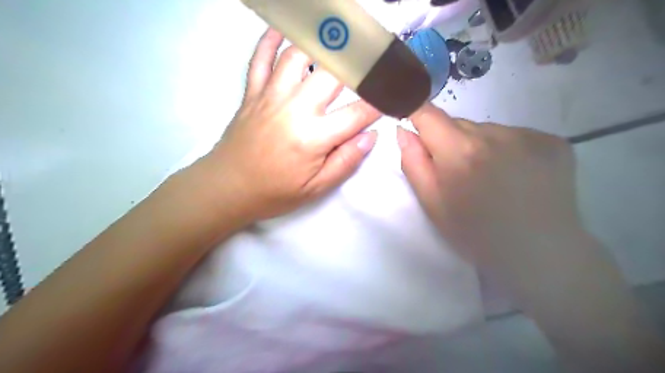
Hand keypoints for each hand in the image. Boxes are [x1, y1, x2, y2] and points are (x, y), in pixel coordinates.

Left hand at [196, 29, 378, 220]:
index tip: (395, 92)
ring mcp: (270, 96)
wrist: (228, 188)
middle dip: (359, 62)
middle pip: (332, 73)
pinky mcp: (252, 92)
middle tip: (374, 55)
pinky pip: (260, 58)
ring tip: (339, 39)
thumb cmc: (275, 191)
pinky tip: (283, 29)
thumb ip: (345, 161)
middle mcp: (295, 108)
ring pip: (297, 55)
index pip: (358, 113)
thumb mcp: (315, 188)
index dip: (381, 101)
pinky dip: (271, 39)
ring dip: (320, 44)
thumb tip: (370, 136)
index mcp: (313, 137)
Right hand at [397, 102, 664, 372]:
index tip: (415, 126)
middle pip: (459, 124)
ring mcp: (529, 135)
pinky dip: (508, 149)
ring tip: (491, 178)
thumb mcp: (432, 205)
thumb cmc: (475, 234)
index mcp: (460, 152)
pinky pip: (515, 135)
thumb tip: (404, 130)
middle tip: (459, 174)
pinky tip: (516, 175)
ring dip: (480, 146)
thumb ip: (413, 163)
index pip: (428, 114)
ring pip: (487, 130)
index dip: (417, 115)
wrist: (540, 254)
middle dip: (450, 142)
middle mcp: (495, 134)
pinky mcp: (553, 141)